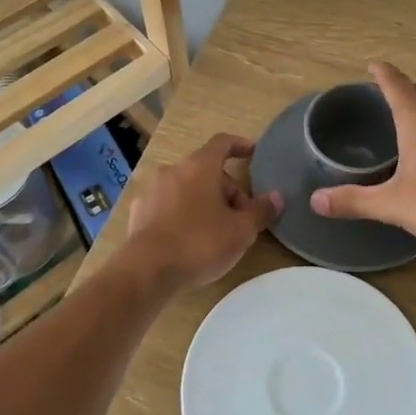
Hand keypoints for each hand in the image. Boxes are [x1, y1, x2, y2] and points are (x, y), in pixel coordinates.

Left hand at [120, 133, 282, 292]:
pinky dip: (182, 214)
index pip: (222, 143)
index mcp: (199, 166)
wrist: (146, 271)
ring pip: (186, 188)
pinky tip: (188, 240)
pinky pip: (168, 205)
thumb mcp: (240, 231)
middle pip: (206, 170)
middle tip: (241, 217)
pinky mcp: (139, 212)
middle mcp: (173, 170)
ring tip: (215, 231)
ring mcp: (152, 190)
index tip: (252, 152)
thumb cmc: (199, 243)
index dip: (240, 145)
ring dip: (204, 201)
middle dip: (226, 189)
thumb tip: (276, 197)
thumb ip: (260, 211)